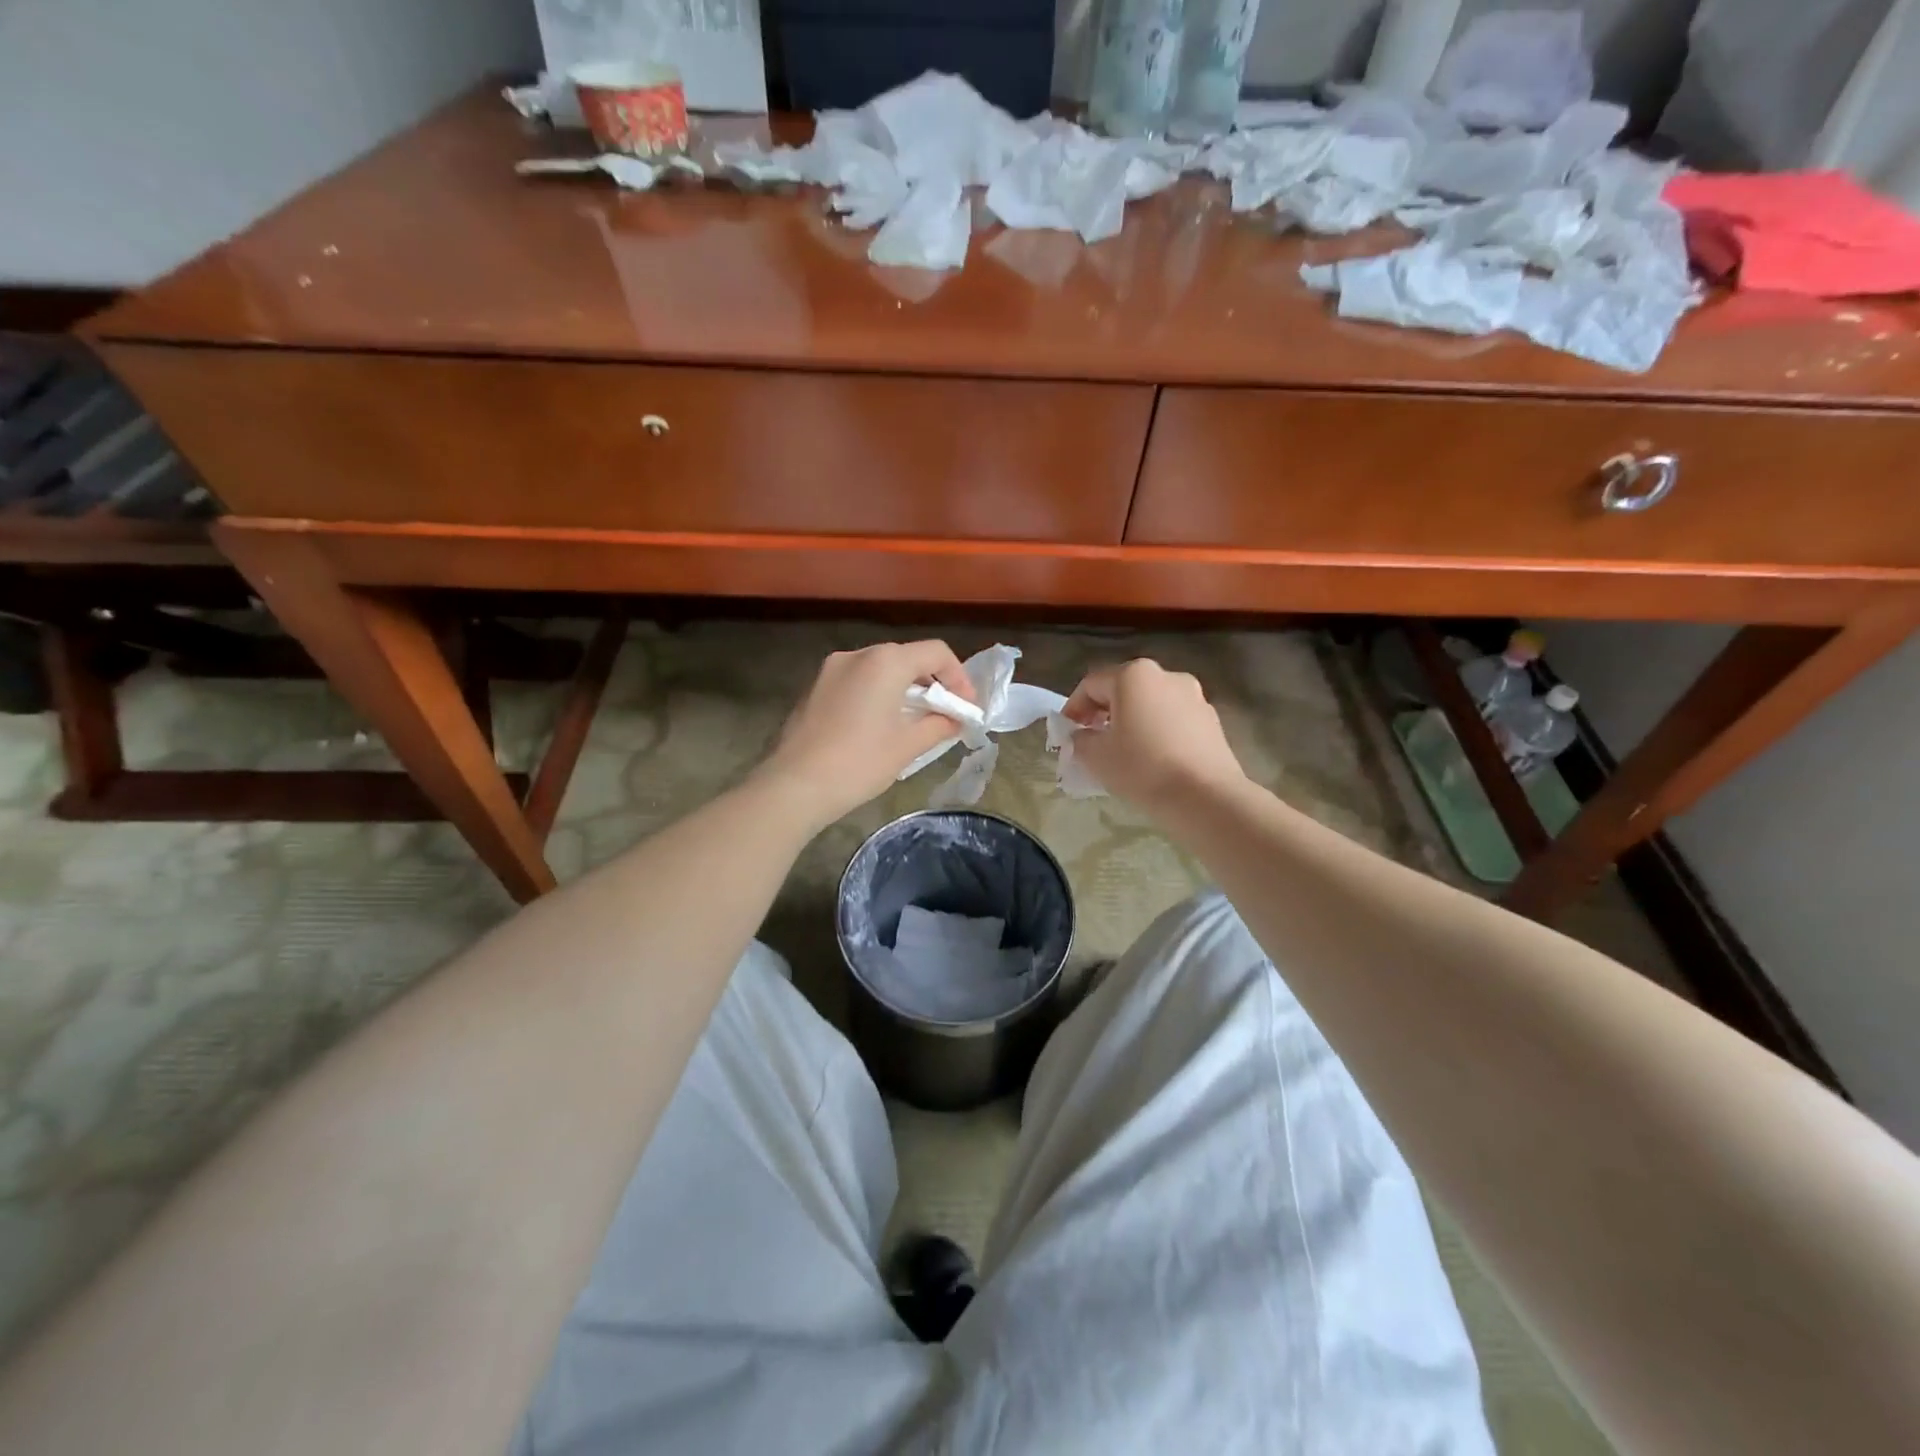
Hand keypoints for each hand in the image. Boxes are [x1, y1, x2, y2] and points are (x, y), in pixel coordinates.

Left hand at [757, 641, 975, 827]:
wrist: (794, 785)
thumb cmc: (859, 762)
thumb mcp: (908, 746)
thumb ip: (939, 724)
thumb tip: (955, 719)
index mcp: (886, 661)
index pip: (936, 652)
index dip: (959, 677)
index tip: (966, 708)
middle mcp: (858, 654)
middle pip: (907, 658)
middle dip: (931, 683)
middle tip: (945, 715)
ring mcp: (831, 669)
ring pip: (880, 669)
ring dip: (904, 690)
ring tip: (914, 722)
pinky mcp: (815, 688)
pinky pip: (857, 681)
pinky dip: (877, 695)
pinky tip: (879, 726)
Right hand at [1062, 659, 1246, 816]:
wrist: (1205, 797)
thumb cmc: (1142, 768)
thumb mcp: (1095, 756)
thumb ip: (1080, 740)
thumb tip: (1082, 736)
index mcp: (1133, 675)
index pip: (1091, 685)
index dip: (1073, 709)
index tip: (1066, 734)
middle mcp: (1165, 675)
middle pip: (1123, 689)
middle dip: (1103, 713)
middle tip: (1091, 741)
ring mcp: (1194, 696)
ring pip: (1150, 704)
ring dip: (1131, 721)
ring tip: (1123, 752)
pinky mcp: (1211, 720)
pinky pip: (1173, 719)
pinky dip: (1157, 731)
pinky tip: (1153, 759)